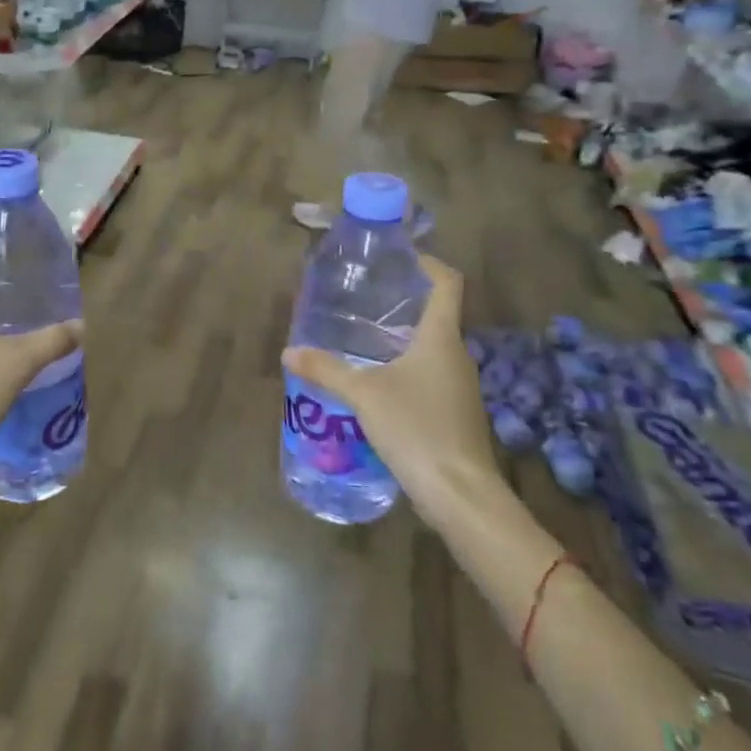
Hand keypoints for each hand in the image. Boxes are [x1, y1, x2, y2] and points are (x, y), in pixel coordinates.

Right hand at [283, 257, 499, 500]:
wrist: (461, 493)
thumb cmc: (416, 428)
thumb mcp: (363, 394)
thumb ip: (326, 370)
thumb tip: (289, 351)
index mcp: (441, 338)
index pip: (447, 284)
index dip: (428, 263)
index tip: (400, 257)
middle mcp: (457, 355)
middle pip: (436, 315)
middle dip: (403, 303)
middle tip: (364, 298)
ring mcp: (460, 387)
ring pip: (431, 349)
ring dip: (402, 340)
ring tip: (361, 340)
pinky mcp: (455, 414)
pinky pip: (429, 377)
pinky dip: (405, 370)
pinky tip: (376, 385)